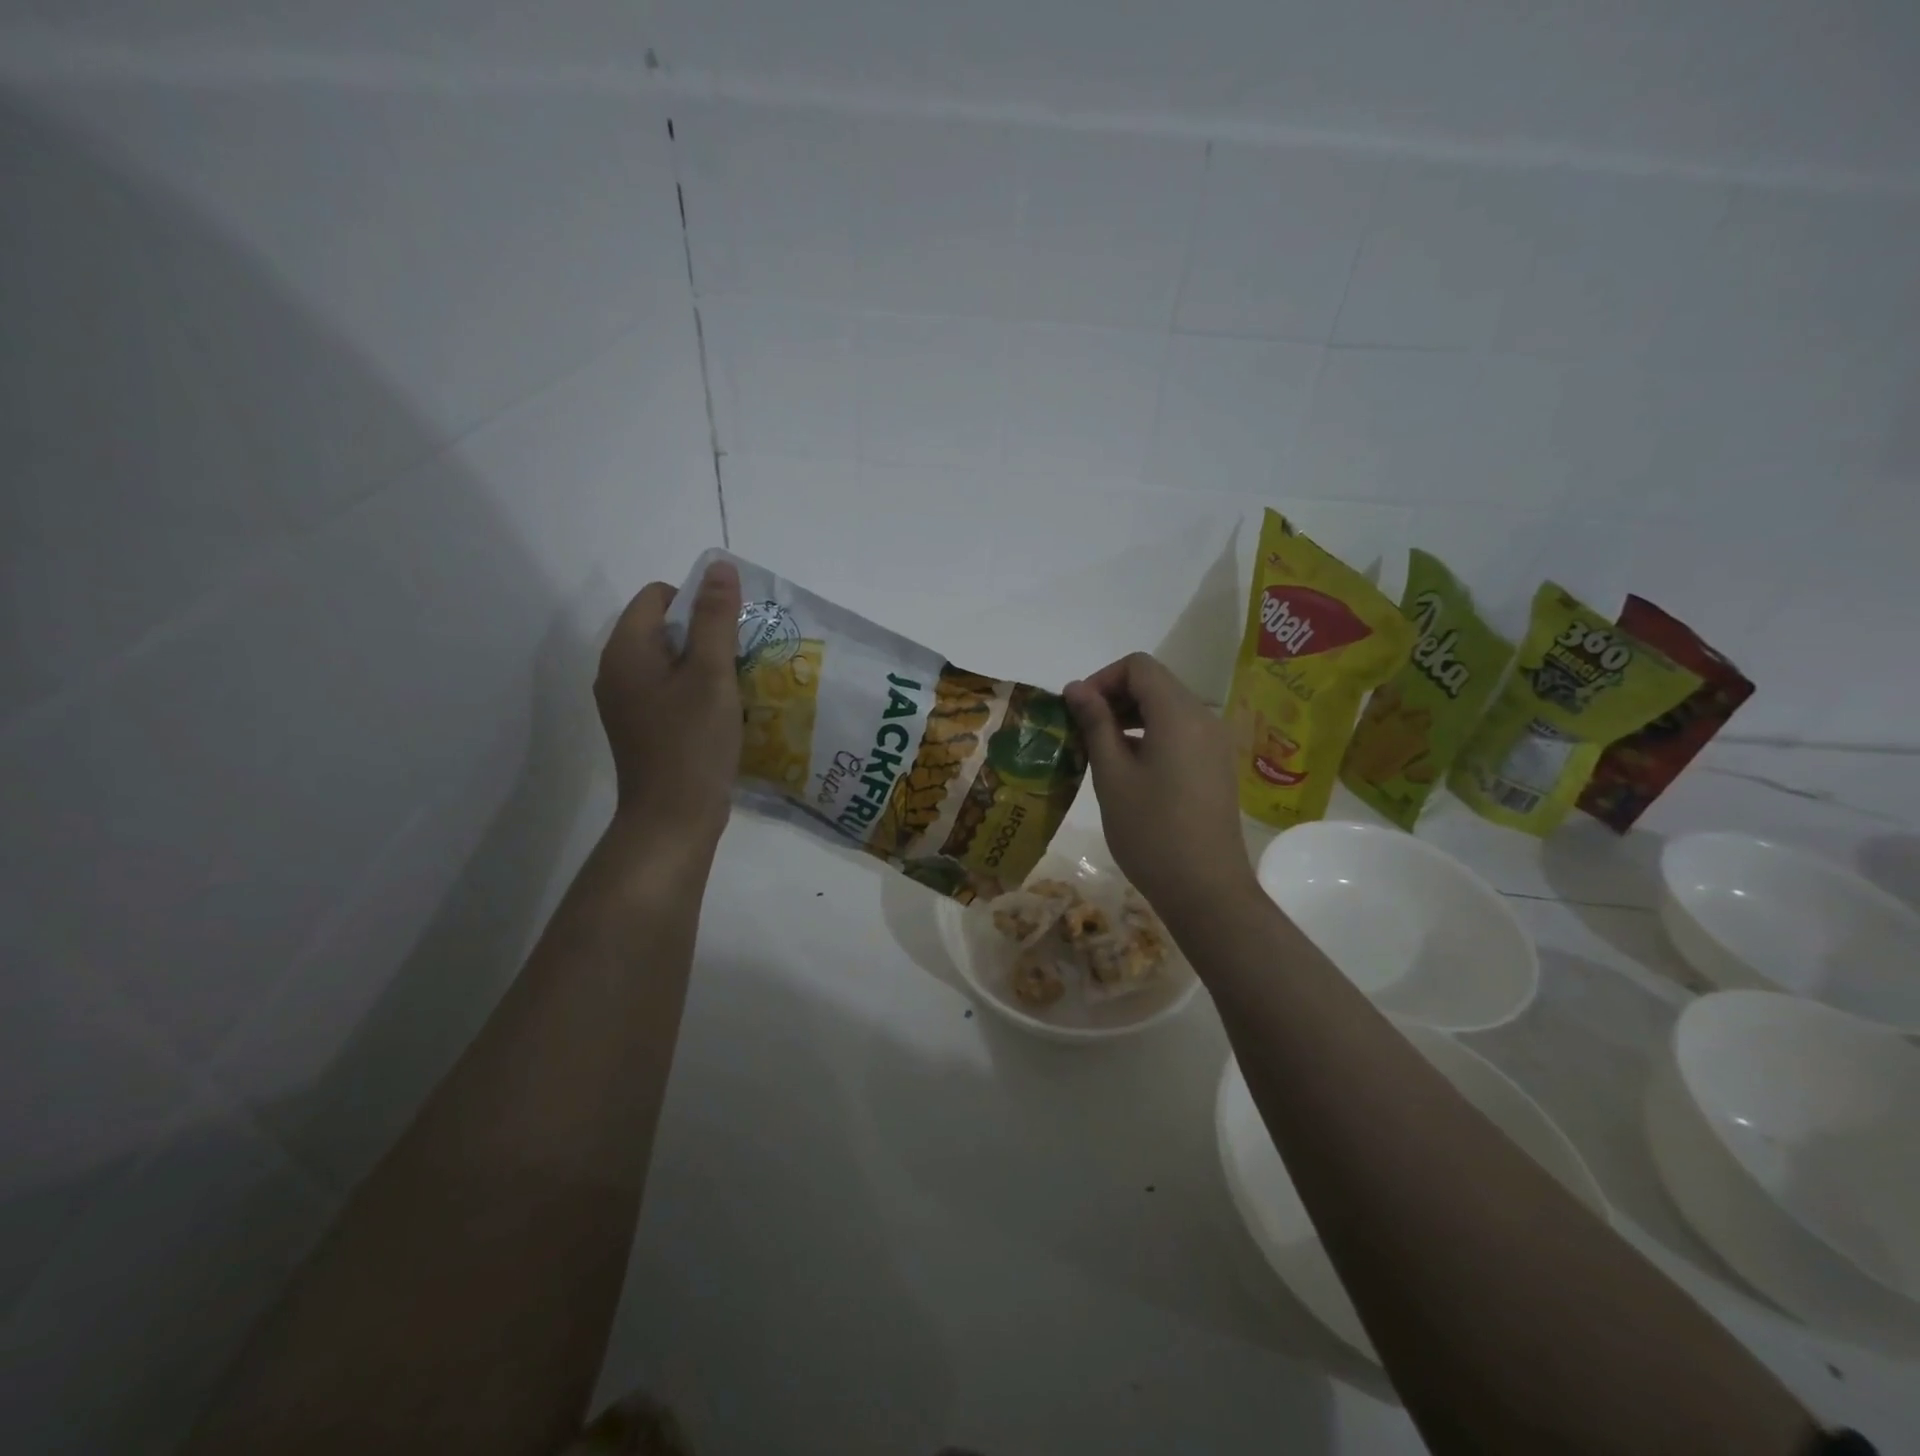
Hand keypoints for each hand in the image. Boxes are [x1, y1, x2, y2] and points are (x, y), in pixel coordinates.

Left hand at [595, 561, 742, 844]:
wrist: (672, 819)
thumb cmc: (693, 743)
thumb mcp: (712, 674)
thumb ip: (715, 618)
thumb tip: (718, 566)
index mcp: (625, 650)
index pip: (657, 596)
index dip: (697, 601)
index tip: (731, 631)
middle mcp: (616, 671)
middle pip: (662, 628)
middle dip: (705, 634)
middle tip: (741, 658)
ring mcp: (626, 703)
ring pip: (669, 662)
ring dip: (704, 664)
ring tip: (738, 685)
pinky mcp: (641, 728)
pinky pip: (669, 691)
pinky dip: (696, 691)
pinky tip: (723, 712)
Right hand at [1063, 653, 1256, 927]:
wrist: (1205, 890)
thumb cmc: (1151, 831)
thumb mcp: (1112, 775)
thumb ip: (1095, 724)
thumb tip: (1076, 688)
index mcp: (1179, 713)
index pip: (1138, 666)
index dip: (1102, 679)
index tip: (1077, 711)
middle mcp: (1204, 718)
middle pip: (1155, 683)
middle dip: (1113, 696)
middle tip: (1081, 731)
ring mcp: (1215, 743)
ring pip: (1167, 708)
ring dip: (1130, 717)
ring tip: (1099, 750)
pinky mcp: (1216, 766)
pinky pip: (1180, 733)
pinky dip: (1150, 735)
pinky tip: (1128, 769)